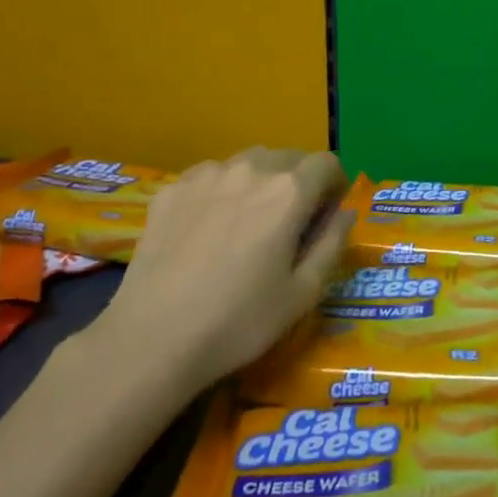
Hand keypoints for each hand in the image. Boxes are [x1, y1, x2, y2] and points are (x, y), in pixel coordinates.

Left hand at [92, 147, 355, 394]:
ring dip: (262, 181)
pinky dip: (224, 190)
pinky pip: (211, 175)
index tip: (327, 214)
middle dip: (300, 181)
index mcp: (288, 192)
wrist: (152, 339)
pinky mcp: (172, 189)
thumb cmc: (239, 321)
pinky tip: (210, 228)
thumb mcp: (303, 292)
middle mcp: (250, 169)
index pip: (326, 163)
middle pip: (289, 157)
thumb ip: (333, 243)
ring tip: (249, 222)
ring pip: (249, 162)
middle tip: (291, 222)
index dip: (335, 185)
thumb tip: (345, 212)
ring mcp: (206, 175)